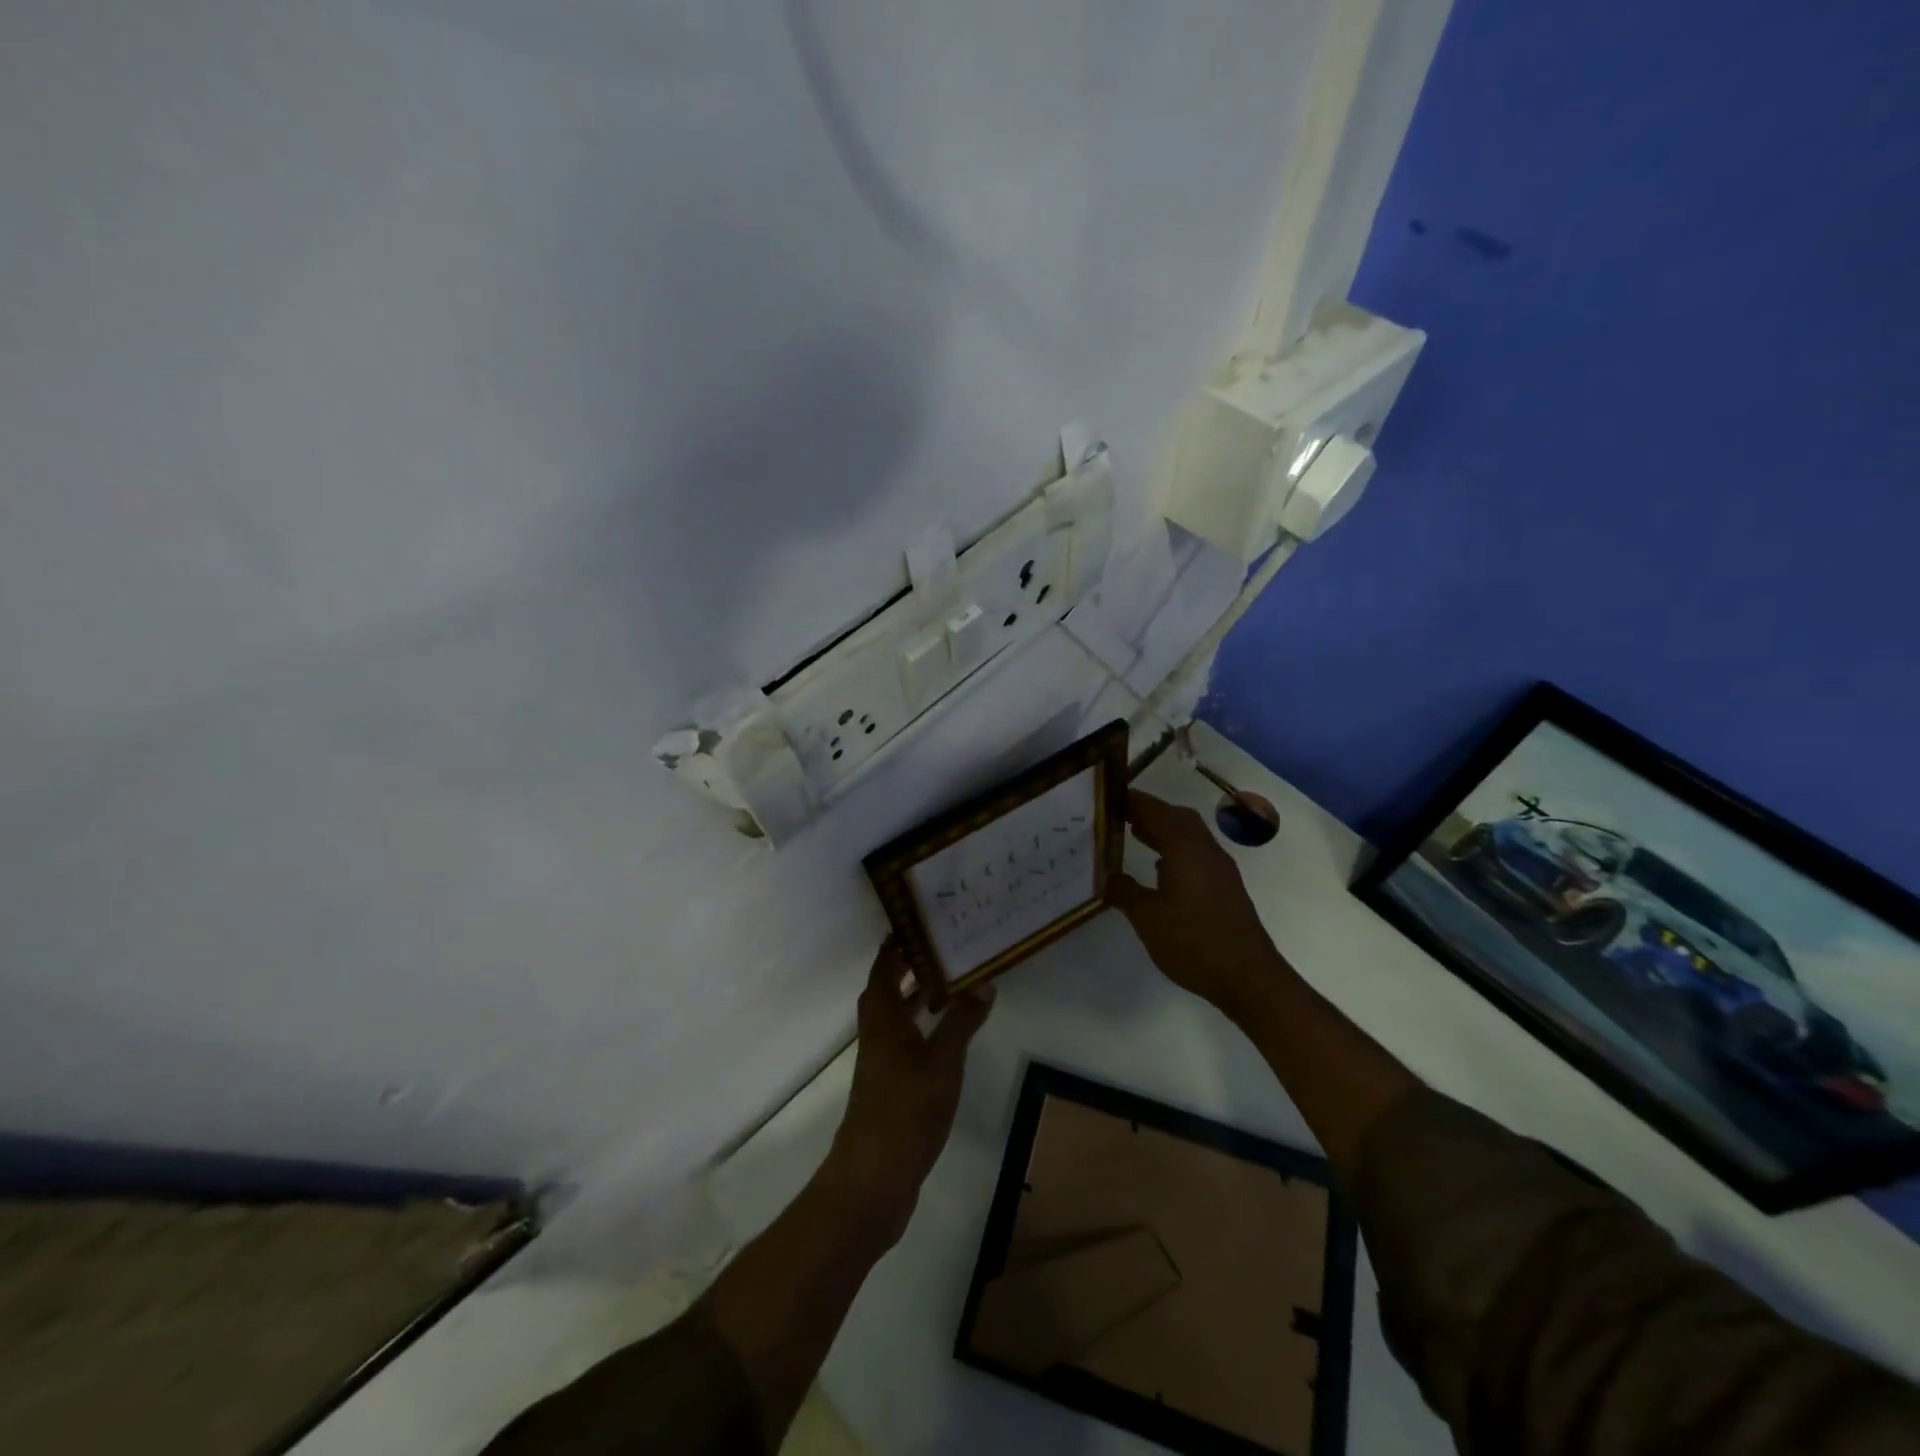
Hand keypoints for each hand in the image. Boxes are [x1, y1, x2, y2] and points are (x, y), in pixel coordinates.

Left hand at [828, 940, 993, 1240]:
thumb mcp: (942, 1060)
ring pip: (899, 1014)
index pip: (885, 966)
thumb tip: (984, 982)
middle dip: (912, 964)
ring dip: (920, 995)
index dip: (898, 943)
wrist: (875, 1177)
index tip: (920, 919)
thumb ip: (962, 1020)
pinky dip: (925, 1025)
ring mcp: (882, 1060)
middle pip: (889, 987)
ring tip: (953, 979)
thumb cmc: (906, 1108)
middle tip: (945, 944)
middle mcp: (877, 1032)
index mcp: (882, 1018)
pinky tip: (949, 1032)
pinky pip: (908, 1038)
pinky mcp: (891, 1084)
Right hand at [1111, 789, 1287, 1023]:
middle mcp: (1206, 851)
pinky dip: (1175, 849)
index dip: (1133, 801)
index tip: (1108, 797)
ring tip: (1133, 833)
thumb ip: (1124, 891)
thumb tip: (1105, 875)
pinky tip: (1159, 867)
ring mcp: (1220, 869)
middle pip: (1177, 817)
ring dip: (1164, 830)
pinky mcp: (1225, 887)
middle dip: (1149, 811)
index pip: (1156, 811)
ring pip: (1189, 835)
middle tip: (1119, 814)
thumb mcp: (1147, 918)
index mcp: (1186, 849)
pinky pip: (1196, 853)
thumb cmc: (1193, 943)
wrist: (1248, 978)